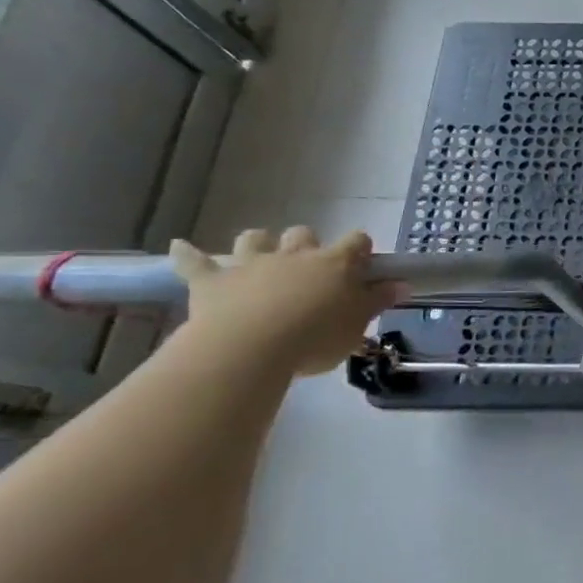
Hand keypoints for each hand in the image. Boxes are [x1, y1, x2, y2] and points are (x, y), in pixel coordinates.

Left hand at [170, 228, 405, 377]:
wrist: (251, 349)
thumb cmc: (316, 338)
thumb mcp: (357, 325)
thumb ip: (378, 301)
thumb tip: (402, 283)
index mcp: (335, 264)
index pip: (357, 241)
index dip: (361, 250)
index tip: (363, 265)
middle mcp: (295, 255)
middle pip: (303, 234)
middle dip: (307, 244)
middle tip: (309, 268)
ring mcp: (251, 264)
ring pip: (254, 239)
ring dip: (258, 243)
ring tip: (259, 256)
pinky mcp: (212, 281)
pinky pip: (194, 261)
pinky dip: (187, 254)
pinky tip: (180, 246)